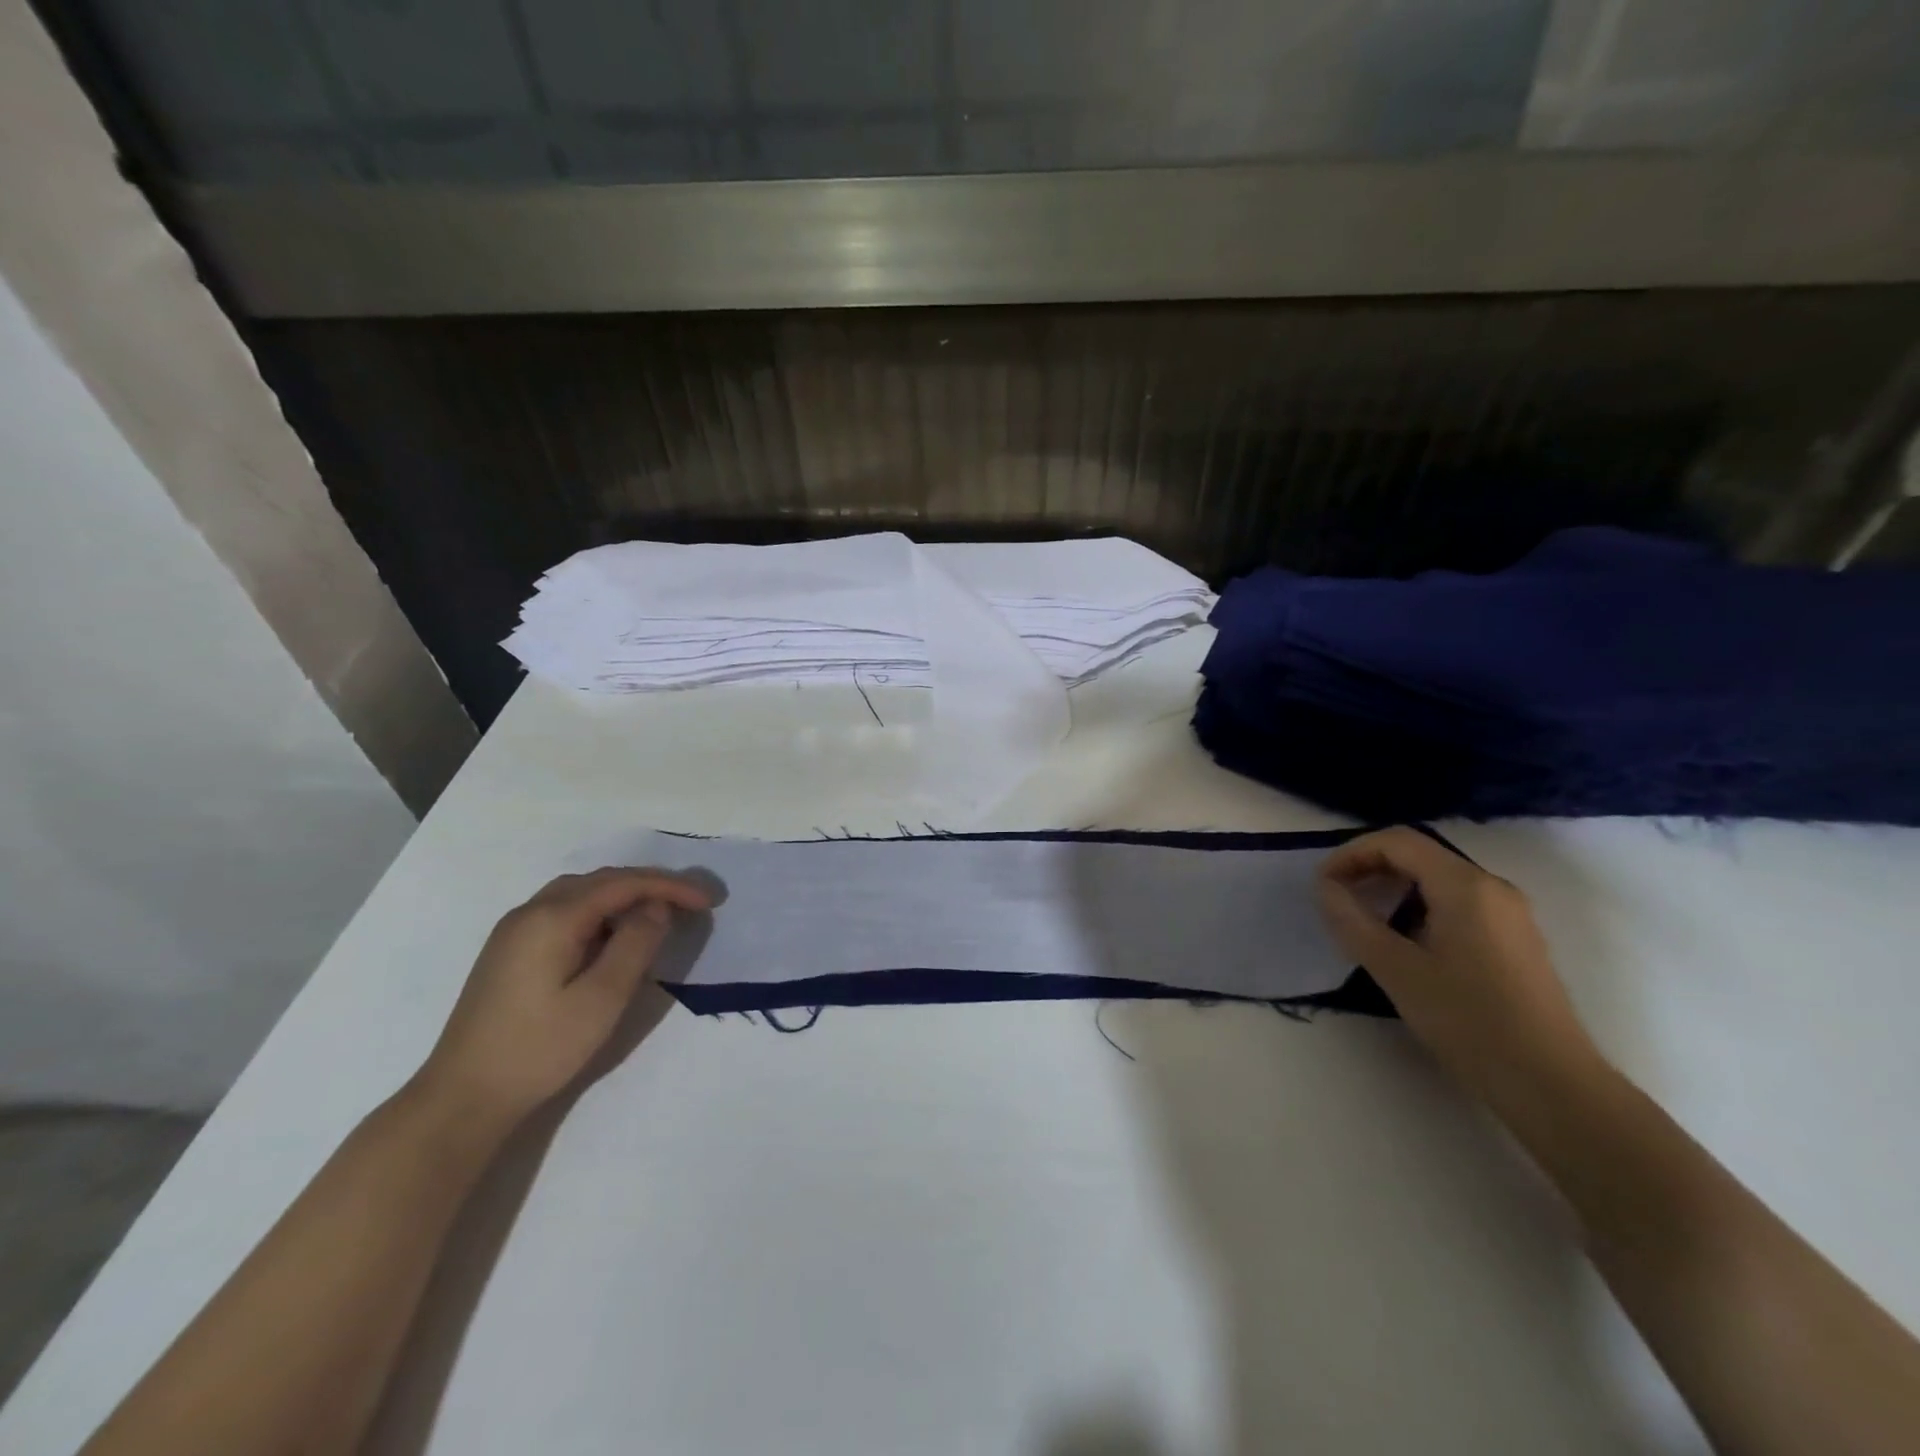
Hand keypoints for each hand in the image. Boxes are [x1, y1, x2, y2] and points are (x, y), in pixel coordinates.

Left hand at [413, 868, 711, 1129]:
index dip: (670, 887)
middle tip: (690, 904)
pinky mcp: (509, 951)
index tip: (708, 901)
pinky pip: (565, 912)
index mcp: (553, 917)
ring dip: (624, 897)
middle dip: (650, 886)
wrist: (462, 1098)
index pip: (623, 883)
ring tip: (659, 915)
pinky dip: (600, 912)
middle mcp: (531, 911)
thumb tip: (656, 907)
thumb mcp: (602, 998)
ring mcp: (514, 930)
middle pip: (601, 880)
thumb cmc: (540, 1048)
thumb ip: (635, 944)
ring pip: (581, 894)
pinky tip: (613, 936)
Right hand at [1317, 828, 1603, 1109]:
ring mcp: (1509, 914)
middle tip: (1336, 898)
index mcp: (1465, 885)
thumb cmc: (1468, 1020)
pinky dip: (1419, 906)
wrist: (1551, 1084)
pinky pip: (1457, 903)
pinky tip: (1404, 941)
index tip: (1322, 884)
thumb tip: (1325, 888)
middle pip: (1419, 855)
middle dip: (1370, 867)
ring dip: (1393, 888)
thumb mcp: (1396, 969)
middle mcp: (1492, 887)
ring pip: (1438, 879)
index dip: (1352, 853)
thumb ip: (1352, 921)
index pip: (1397, 842)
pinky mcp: (1515, 940)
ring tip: (1362, 919)